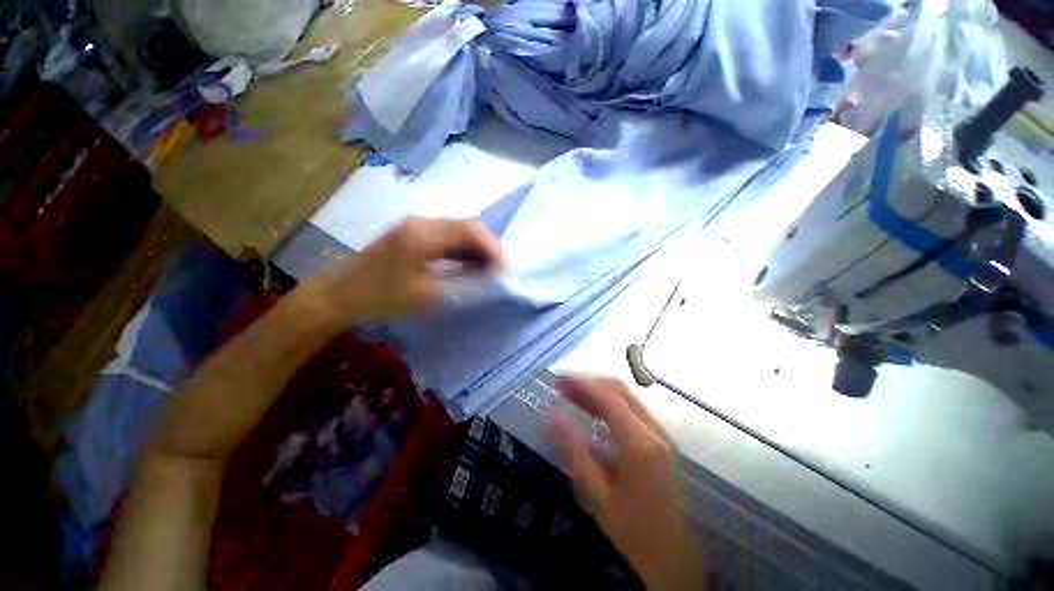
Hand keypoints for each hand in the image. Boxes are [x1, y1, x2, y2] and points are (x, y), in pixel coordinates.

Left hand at [305, 217, 501, 323]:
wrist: (339, 296)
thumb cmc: (382, 297)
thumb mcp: (428, 296)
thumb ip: (465, 284)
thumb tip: (491, 279)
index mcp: (424, 233)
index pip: (471, 231)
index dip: (494, 248)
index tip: (506, 270)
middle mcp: (422, 222)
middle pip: (467, 226)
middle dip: (488, 247)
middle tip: (500, 271)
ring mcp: (416, 227)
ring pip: (458, 231)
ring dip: (476, 249)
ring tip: (489, 271)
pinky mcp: (412, 235)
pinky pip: (447, 238)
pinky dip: (462, 251)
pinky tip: (469, 267)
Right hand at [549, 376, 707, 590]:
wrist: (672, 564)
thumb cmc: (632, 534)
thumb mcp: (596, 495)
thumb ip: (573, 450)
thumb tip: (551, 416)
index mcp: (640, 443)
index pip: (608, 398)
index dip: (582, 384)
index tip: (558, 380)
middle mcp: (654, 430)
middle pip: (619, 390)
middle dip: (589, 383)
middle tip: (562, 385)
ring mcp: (660, 435)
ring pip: (627, 398)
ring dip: (598, 391)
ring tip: (571, 393)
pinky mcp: (660, 443)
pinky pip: (632, 410)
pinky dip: (609, 404)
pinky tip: (593, 413)